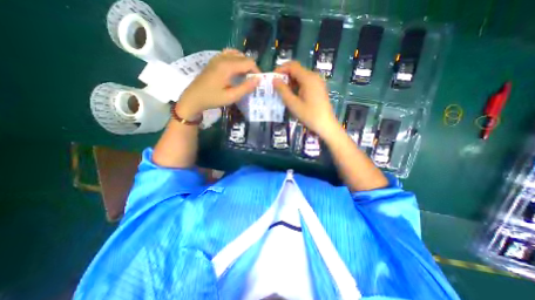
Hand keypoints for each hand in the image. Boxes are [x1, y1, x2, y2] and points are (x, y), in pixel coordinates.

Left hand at [175, 49, 259, 118]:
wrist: (193, 97)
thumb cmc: (212, 98)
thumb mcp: (231, 96)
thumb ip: (245, 88)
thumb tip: (258, 80)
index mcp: (227, 66)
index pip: (249, 62)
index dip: (256, 71)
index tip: (258, 82)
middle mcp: (223, 58)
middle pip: (244, 57)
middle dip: (251, 68)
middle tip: (252, 82)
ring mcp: (217, 57)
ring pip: (237, 55)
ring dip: (244, 64)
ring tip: (245, 76)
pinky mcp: (214, 60)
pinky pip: (229, 54)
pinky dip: (236, 60)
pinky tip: (236, 70)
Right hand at [276, 61, 337, 139]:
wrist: (326, 125)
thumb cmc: (309, 115)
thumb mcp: (293, 104)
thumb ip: (283, 90)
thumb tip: (274, 80)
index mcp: (308, 78)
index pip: (292, 66)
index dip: (281, 69)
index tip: (272, 77)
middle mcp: (314, 77)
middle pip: (297, 70)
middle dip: (285, 76)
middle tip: (276, 87)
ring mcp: (318, 82)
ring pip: (301, 77)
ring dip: (290, 82)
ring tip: (282, 92)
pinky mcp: (319, 88)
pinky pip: (305, 83)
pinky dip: (297, 86)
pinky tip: (293, 95)